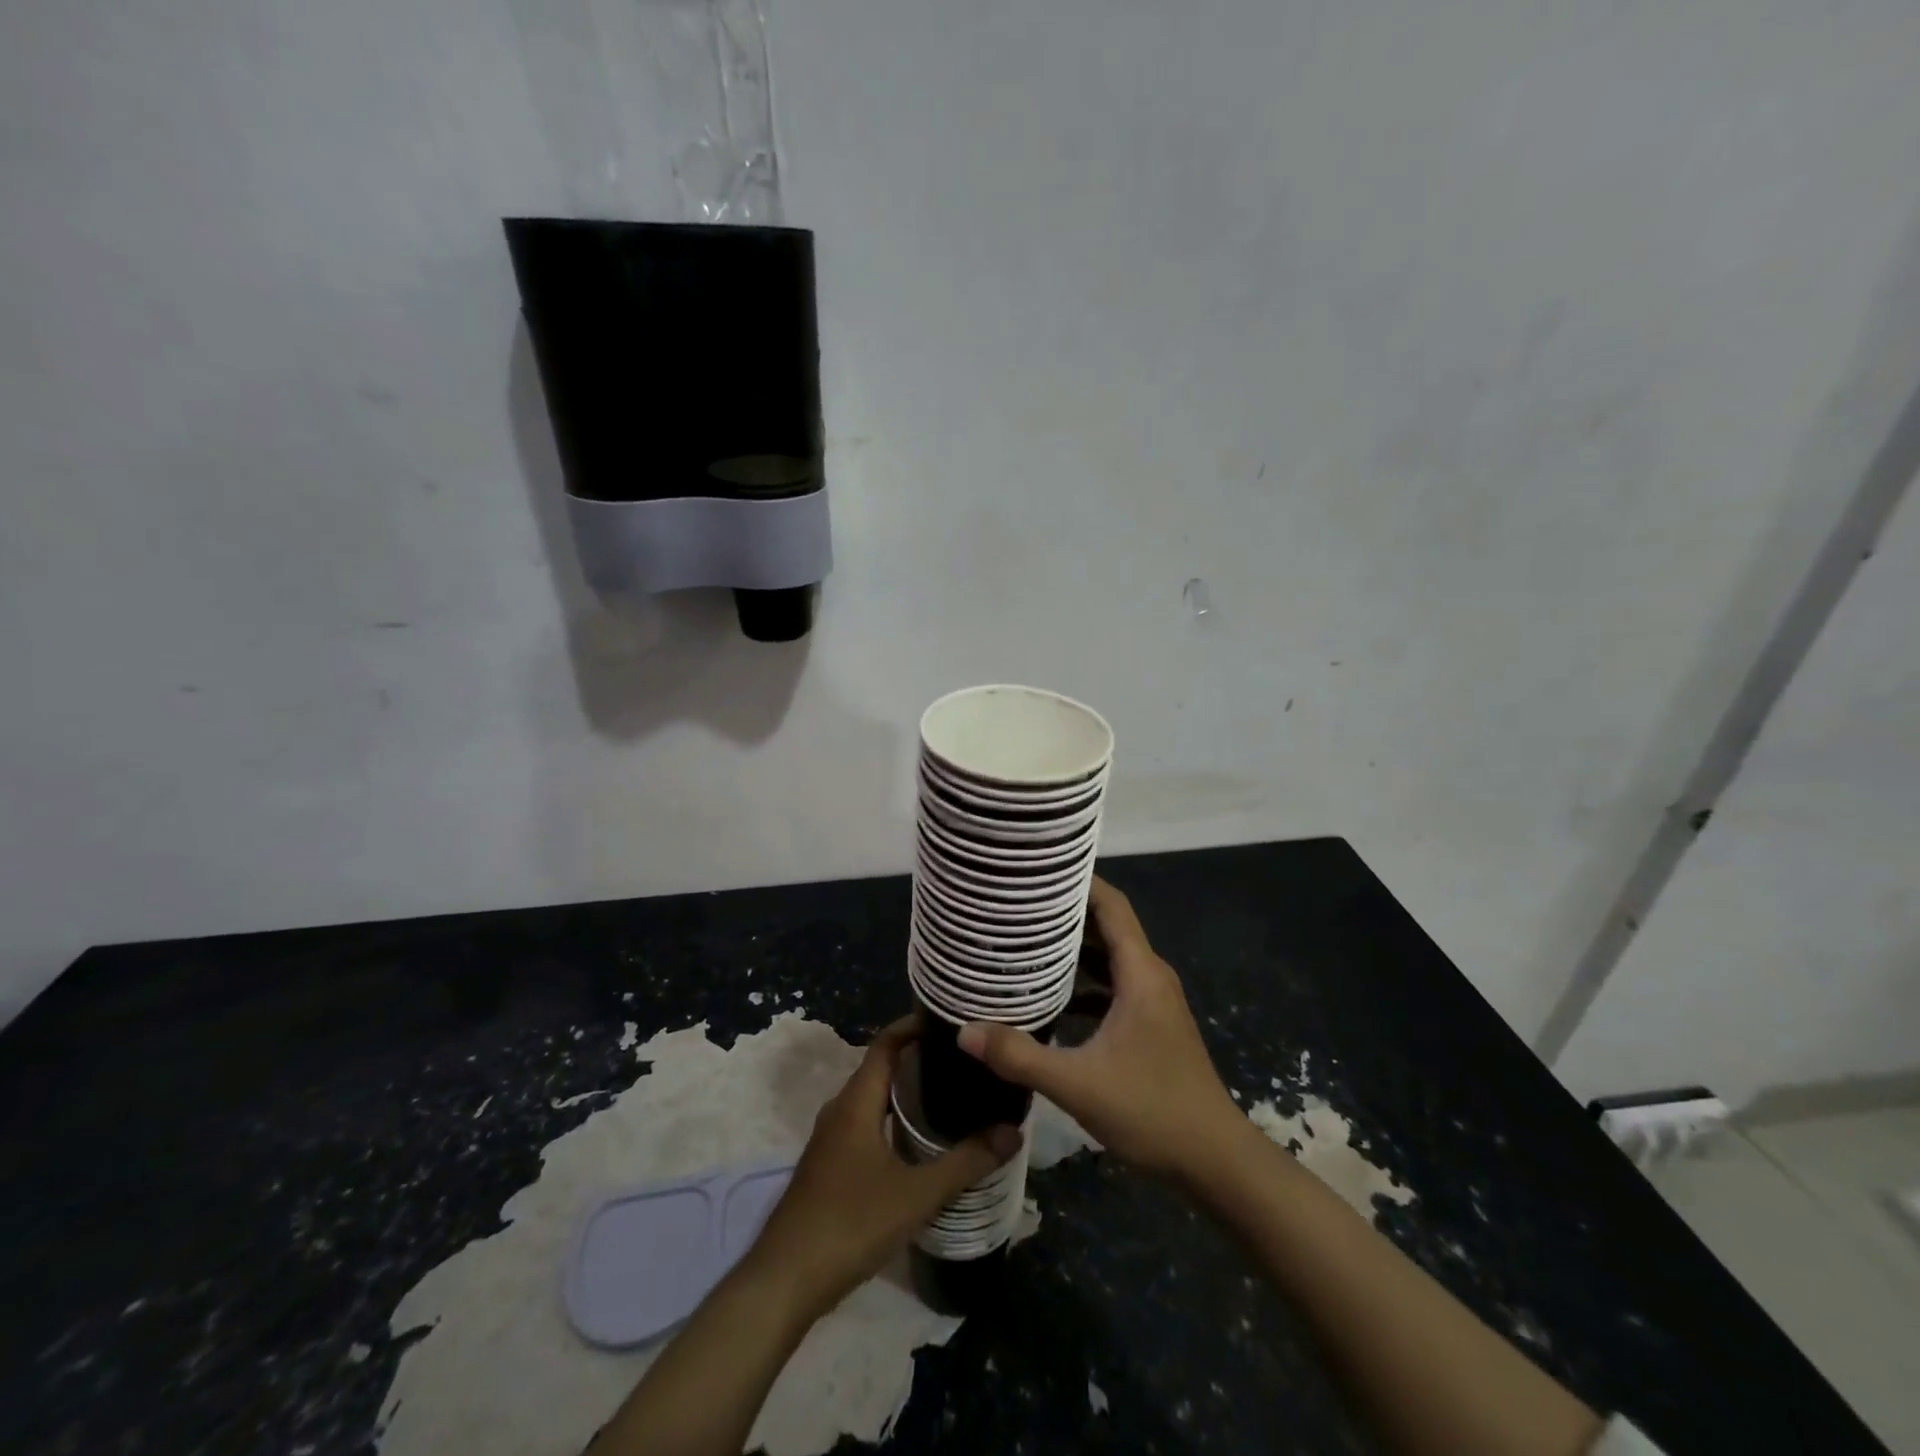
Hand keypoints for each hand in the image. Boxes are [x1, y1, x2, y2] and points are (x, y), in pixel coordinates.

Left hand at [742, 1016, 1020, 1318]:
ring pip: (873, 1099)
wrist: (784, 1281)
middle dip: (919, 1058)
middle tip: (963, 1061)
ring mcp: (831, 1138)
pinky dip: (892, 1118)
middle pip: (881, 1068)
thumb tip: (1013, 1130)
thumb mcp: (916, 1194)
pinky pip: (866, 1123)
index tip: (950, 1021)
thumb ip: (966, 1162)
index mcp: (857, 1101)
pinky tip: (918, 1142)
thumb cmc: (850, 1224)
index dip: (914, 1025)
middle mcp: (840, 1109)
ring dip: (905, 1091)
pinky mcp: (829, 1165)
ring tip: (950, 1095)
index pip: (886, 1042)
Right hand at [958, 878, 1243, 1181]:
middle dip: (1064, 911)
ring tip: (1023, 939)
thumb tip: (964, 1031)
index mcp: (1141, 973)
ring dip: (1072, 947)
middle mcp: (1149, 976)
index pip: (1111, 905)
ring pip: (1108, 957)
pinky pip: (1112, 985)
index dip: (1079, 882)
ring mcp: (1152, 1000)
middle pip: (1106, 926)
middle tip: (1016, 903)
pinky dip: (1082, 980)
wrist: (1214, 1160)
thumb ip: (1020, 1056)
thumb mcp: (1079, 1084)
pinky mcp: (1149, 1023)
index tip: (1037, 870)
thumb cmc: (1152, 1110)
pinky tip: (1048, 993)